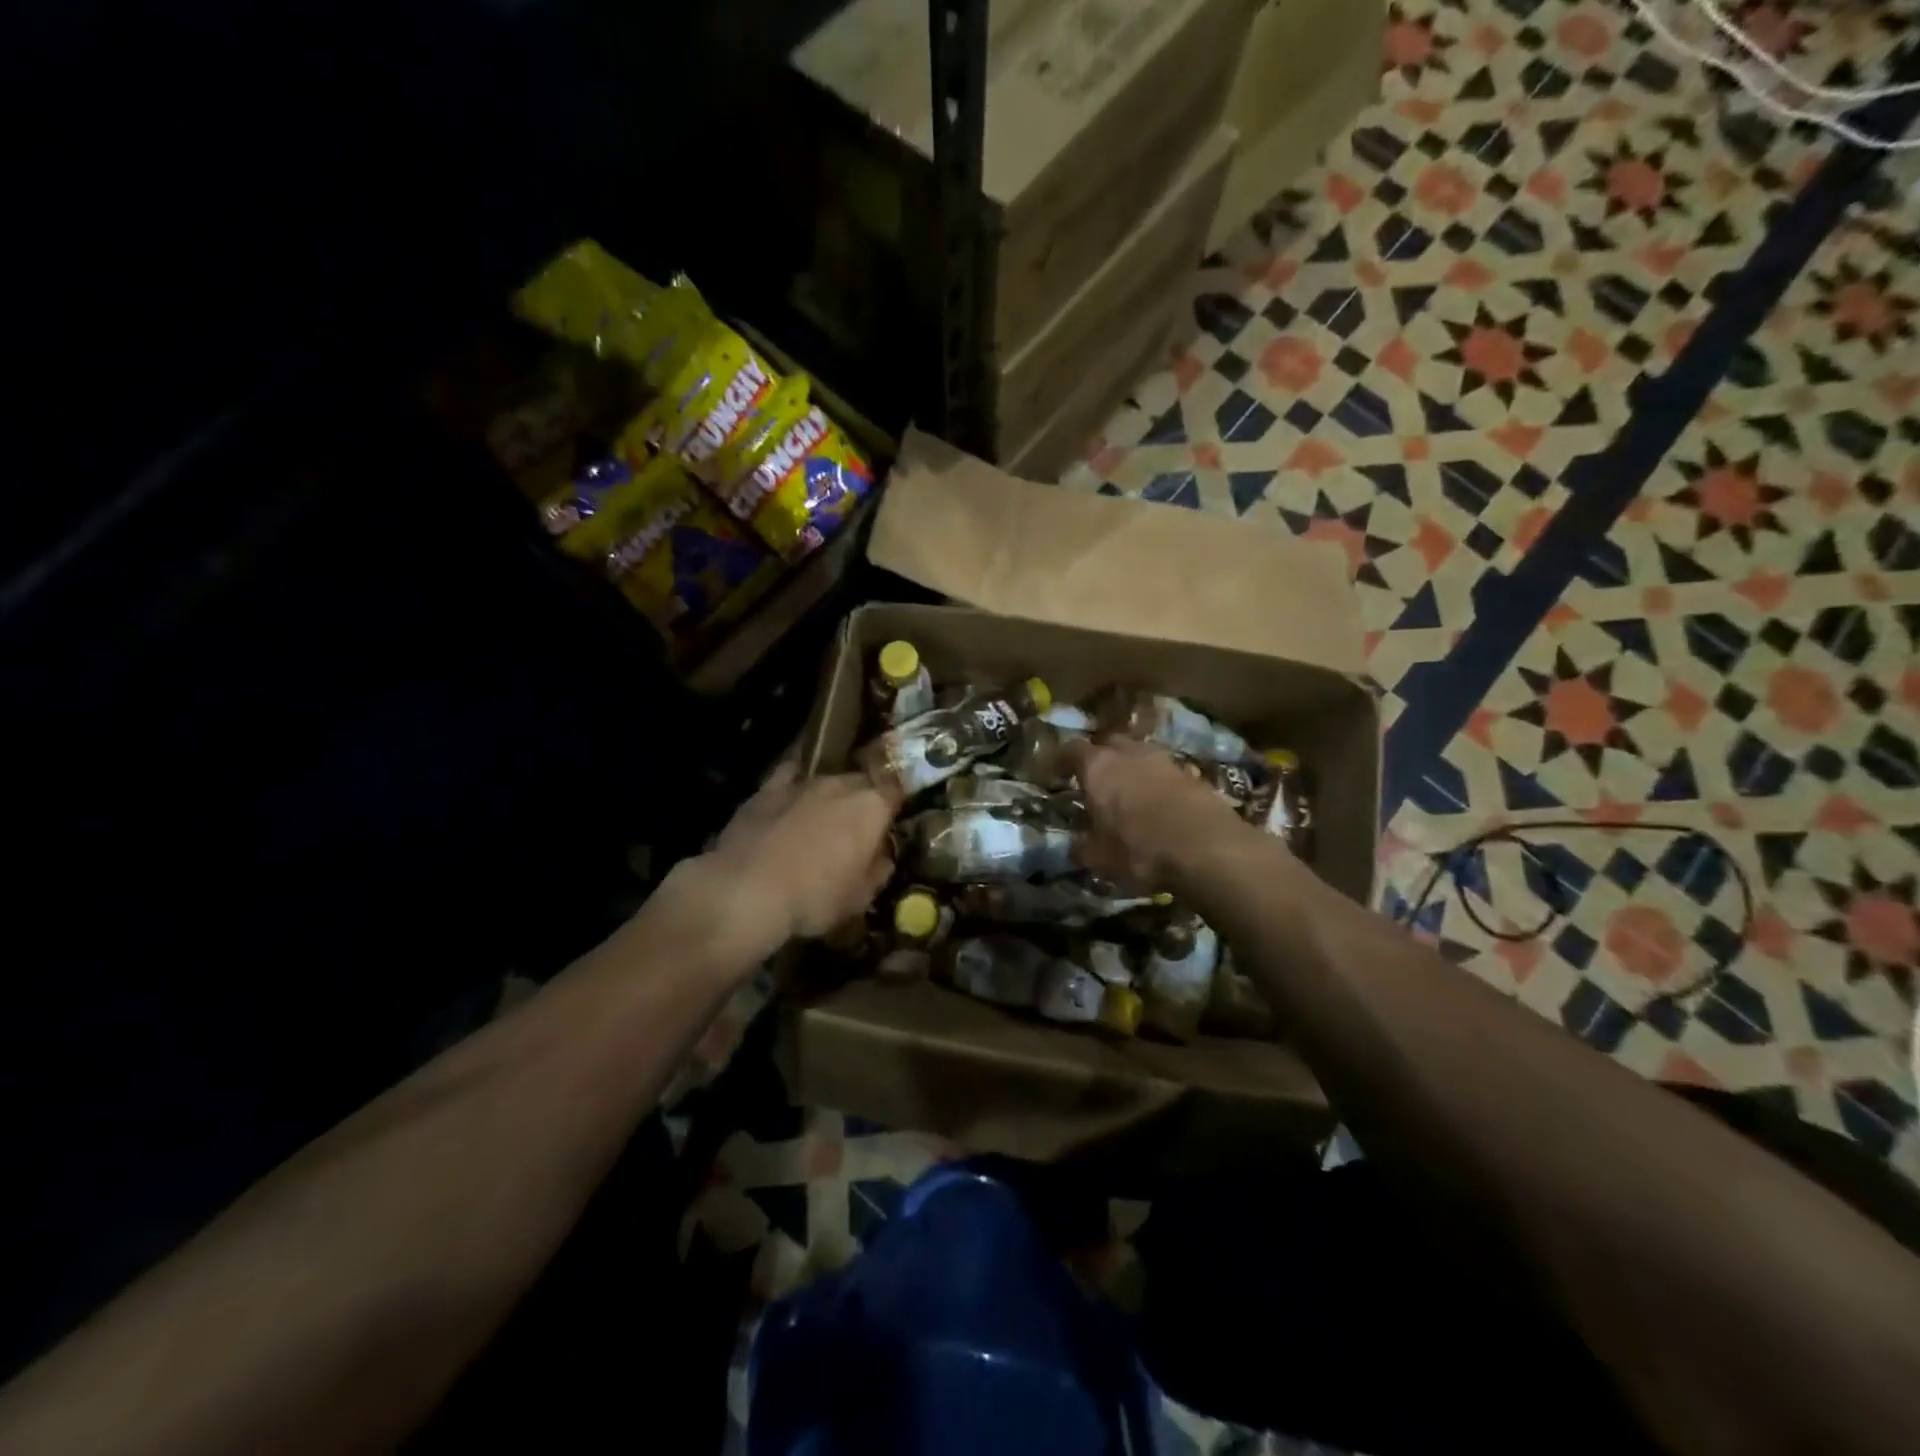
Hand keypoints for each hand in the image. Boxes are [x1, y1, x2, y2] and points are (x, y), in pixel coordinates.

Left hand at [677, 763, 899, 951]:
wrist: (747, 891)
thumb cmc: (814, 898)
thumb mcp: (860, 898)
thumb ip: (878, 871)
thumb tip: (882, 858)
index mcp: (872, 807)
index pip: (896, 792)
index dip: (895, 807)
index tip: (891, 824)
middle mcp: (842, 784)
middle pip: (861, 782)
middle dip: (863, 800)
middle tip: (857, 828)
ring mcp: (803, 782)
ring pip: (826, 780)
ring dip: (829, 797)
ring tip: (822, 821)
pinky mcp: (767, 789)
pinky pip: (788, 777)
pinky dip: (794, 785)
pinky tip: (790, 799)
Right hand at [1067, 737, 1251, 892]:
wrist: (1207, 848)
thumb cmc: (1139, 849)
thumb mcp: (1100, 858)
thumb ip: (1084, 848)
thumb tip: (1076, 847)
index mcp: (1097, 767)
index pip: (1072, 750)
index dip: (1063, 760)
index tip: (1058, 773)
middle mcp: (1129, 754)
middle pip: (1109, 744)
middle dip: (1101, 758)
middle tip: (1096, 781)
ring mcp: (1164, 760)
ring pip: (1140, 755)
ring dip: (1133, 769)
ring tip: (1130, 793)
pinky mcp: (1193, 774)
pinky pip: (1166, 772)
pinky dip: (1159, 784)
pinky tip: (1160, 805)